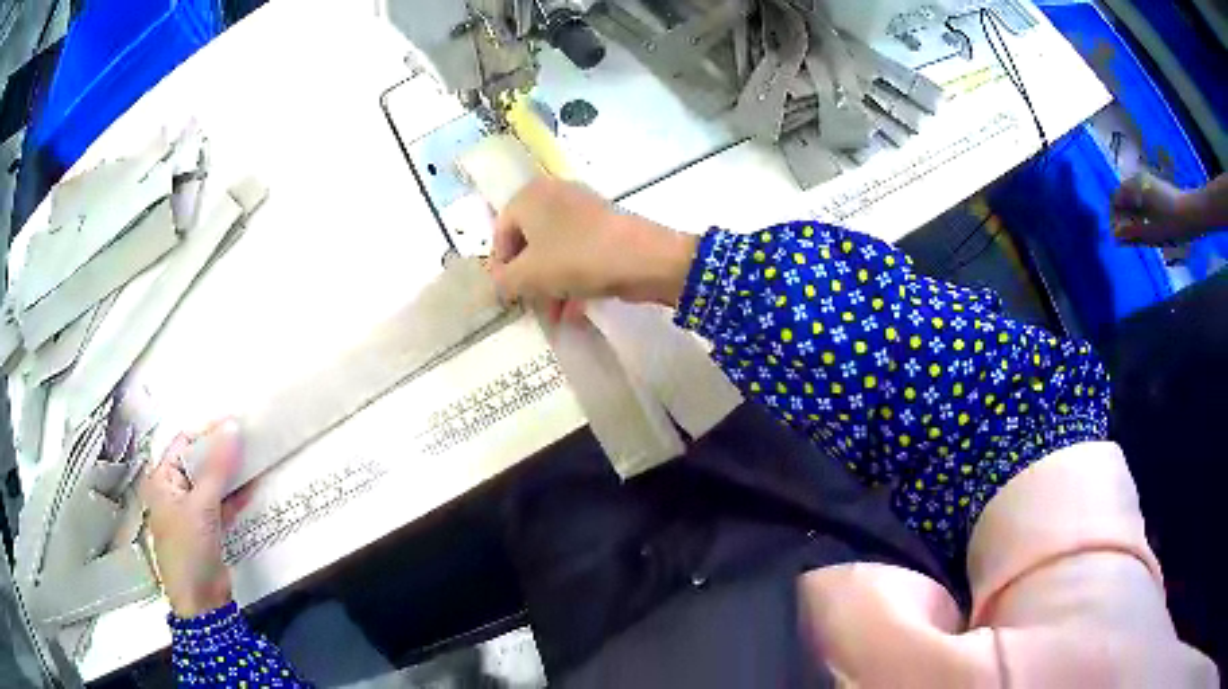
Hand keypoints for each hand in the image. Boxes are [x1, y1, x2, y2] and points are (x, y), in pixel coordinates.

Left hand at [139, 419, 248, 617]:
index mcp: (163, 479)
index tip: (235, 424)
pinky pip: (221, 505)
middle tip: (248, 439)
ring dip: (230, 475)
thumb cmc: (189, 548)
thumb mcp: (202, 505)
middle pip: (198, 462)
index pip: (184, 443)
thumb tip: (233, 426)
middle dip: (221, 452)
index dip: (207, 432)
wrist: (201, 602)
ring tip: (254, 458)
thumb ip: (217, 467)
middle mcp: (174, 491)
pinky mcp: (207, 529)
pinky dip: (234, 497)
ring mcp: (191, 512)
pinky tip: (252, 488)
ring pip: (212, 484)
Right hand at [489, 178, 698, 318]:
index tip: (507, 296)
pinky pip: (578, 254)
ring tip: (554, 317)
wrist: (645, 258)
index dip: (501, 268)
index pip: (501, 232)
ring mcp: (583, 210)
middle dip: (528, 280)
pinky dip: (572, 280)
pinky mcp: (605, 229)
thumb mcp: (530, 275)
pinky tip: (574, 313)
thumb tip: (497, 284)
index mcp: (530, 196)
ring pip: (555, 252)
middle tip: (530, 308)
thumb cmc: (577, 259)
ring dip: (550, 286)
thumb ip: (504, 281)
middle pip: (529, 243)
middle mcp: (554, 195)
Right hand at [1111, 172, 1201, 244]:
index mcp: (1134, 187)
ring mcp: (1147, 181)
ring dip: (1134, 217)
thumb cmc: (1171, 224)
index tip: (1119, 239)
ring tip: (1141, 236)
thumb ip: (1131, 233)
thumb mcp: (1151, 233)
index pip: (1115, 201)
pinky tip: (1150, 227)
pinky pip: (1142, 199)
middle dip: (1125, 219)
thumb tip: (1115, 235)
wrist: (1191, 214)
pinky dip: (1142, 213)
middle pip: (1124, 199)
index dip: (1115, 220)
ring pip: (1134, 200)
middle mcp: (1138, 179)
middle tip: (1130, 240)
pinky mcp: (1155, 187)